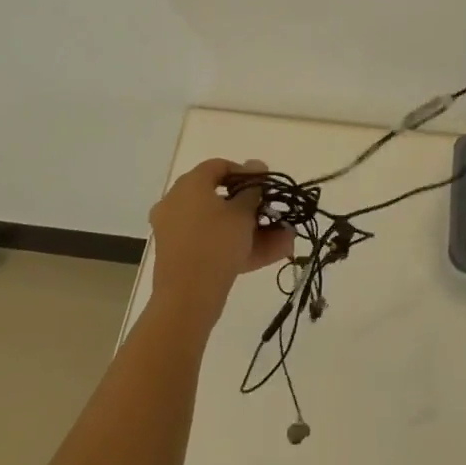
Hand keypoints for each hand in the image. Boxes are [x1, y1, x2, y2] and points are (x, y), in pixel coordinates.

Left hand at [147, 158, 295, 329]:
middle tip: (277, 214)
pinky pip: (214, 244)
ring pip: (220, 225)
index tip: (266, 186)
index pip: (218, 167)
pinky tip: (275, 252)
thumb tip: (256, 164)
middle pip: (220, 198)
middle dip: (254, 208)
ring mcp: (177, 232)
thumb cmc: (215, 244)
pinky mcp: (182, 258)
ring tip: (287, 238)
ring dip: (254, 230)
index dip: (245, 173)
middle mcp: (177, 203)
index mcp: (189, 185)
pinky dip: (239, 246)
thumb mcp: (242, 213)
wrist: (186, 300)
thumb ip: (253, 189)